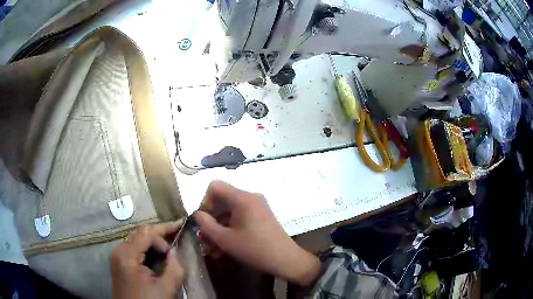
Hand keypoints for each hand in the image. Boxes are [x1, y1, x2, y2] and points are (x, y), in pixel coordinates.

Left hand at [111, 222, 184, 298]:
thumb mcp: (166, 288)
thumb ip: (174, 267)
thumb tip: (173, 252)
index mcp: (127, 254)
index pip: (147, 232)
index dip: (165, 228)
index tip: (181, 225)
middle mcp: (119, 250)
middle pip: (140, 234)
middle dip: (159, 238)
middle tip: (175, 248)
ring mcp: (118, 257)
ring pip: (137, 241)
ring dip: (153, 244)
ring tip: (168, 254)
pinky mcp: (120, 263)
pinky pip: (134, 250)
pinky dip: (147, 251)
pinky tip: (157, 259)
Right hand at [194, 181, 321, 285]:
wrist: (285, 260)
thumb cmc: (254, 249)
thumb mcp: (225, 239)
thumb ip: (206, 224)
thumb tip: (198, 214)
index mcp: (242, 198)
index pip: (215, 186)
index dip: (204, 202)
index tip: (203, 221)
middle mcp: (250, 198)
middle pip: (222, 201)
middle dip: (210, 221)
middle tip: (203, 239)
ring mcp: (257, 208)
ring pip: (229, 214)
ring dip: (218, 230)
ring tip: (212, 249)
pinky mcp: (260, 218)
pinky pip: (239, 219)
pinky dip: (230, 231)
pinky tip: (222, 250)